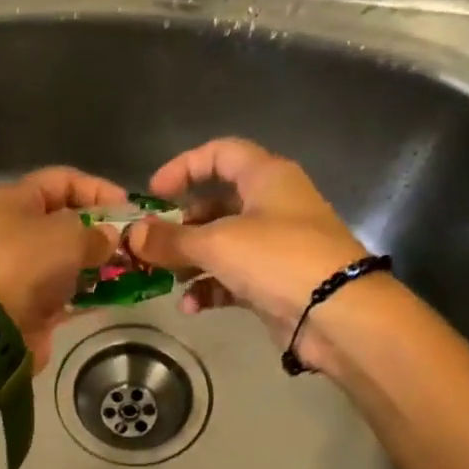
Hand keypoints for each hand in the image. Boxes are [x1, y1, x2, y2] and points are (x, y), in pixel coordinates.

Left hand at [0, 167, 121, 370]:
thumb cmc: (27, 265)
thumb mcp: (69, 236)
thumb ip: (96, 233)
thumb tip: (109, 239)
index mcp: (11, 200)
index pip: (62, 180)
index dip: (98, 189)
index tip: (129, 207)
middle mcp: (10, 230)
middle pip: (63, 220)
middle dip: (99, 229)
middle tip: (131, 242)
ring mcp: (17, 269)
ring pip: (65, 258)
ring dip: (96, 263)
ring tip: (128, 268)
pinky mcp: (27, 303)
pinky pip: (64, 291)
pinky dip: (87, 292)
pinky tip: (114, 294)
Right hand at [128, 138, 371, 364]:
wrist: (336, 314)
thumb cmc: (278, 259)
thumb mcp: (217, 244)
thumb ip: (171, 239)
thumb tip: (132, 235)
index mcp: (266, 177)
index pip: (220, 153)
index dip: (183, 167)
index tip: (153, 194)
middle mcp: (272, 205)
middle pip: (216, 204)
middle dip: (181, 226)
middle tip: (154, 246)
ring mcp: (275, 245)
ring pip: (222, 245)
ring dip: (191, 262)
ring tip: (168, 280)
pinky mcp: (274, 282)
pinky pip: (232, 278)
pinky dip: (209, 288)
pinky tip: (191, 306)